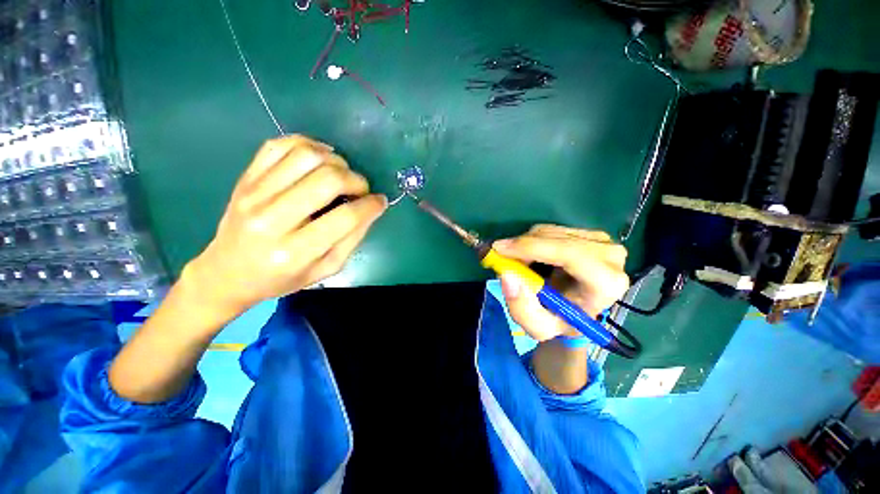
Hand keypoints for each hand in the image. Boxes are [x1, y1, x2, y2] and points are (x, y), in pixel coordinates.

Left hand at [182, 135, 386, 319]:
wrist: (228, 272)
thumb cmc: (282, 278)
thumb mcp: (326, 269)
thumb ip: (352, 239)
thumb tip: (372, 208)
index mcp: (295, 252)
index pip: (345, 217)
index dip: (370, 205)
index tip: (380, 201)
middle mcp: (271, 219)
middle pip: (327, 180)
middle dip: (356, 180)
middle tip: (361, 189)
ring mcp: (253, 194)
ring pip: (306, 156)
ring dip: (335, 160)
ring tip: (341, 174)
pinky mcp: (245, 178)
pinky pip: (278, 145)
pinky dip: (307, 144)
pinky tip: (320, 157)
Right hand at [494, 225, 629, 342]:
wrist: (576, 310)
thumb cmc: (559, 321)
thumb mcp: (538, 327)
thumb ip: (522, 308)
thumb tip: (507, 276)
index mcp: (606, 284)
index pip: (570, 254)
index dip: (532, 248)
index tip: (500, 249)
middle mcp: (610, 257)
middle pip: (557, 239)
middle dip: (523, 246)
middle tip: (500, 256)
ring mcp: (601, 241)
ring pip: (551, 231)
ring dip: (526, 244)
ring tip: (519, 263)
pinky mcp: (589, 233)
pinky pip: (551, 230)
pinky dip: (533, 240)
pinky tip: (531, 257)